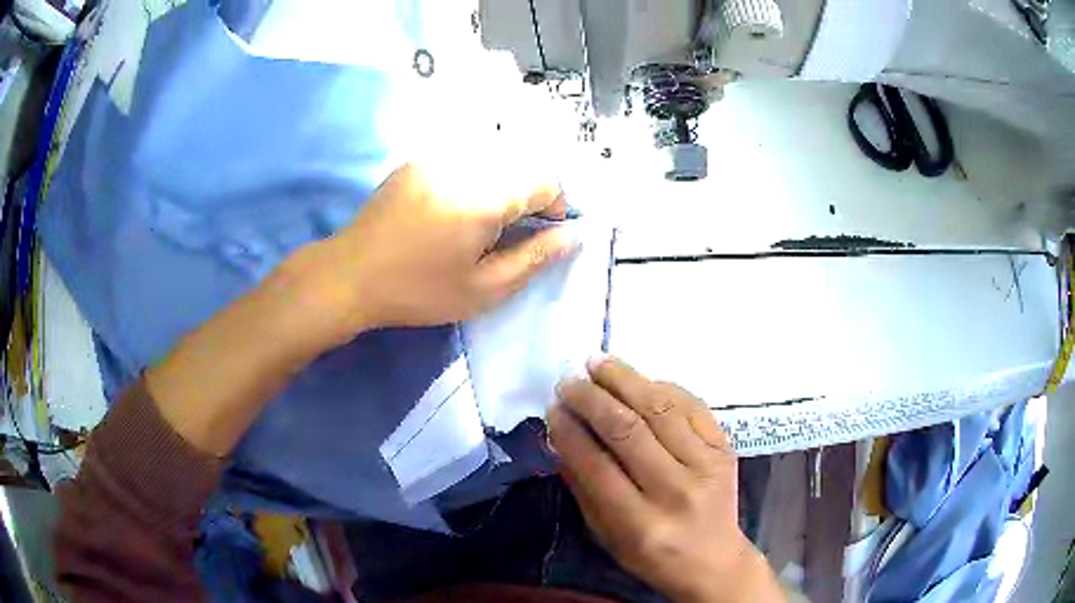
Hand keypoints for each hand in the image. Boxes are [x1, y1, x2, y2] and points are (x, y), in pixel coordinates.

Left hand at [308, 163, 578, 339]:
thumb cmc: (419, 290)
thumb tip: (574, 235)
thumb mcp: (484, 288)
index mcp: (484, 196)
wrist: (351, 275)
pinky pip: (465, 156)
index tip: (542, 232)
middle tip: (513, 229)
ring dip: (505, 182)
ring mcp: (437, 157)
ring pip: (495, 155)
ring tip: (486, 219)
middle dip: (531, 192)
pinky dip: (477, 175)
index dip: (556, 205)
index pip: (546, 179)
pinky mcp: (418, 159)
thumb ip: (536, 257)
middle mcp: (464, 163)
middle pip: (523, 161)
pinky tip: (457, 206)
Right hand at [547, 357, 784, 602]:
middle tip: (569, 382)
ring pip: (661, 409)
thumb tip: (560, 438)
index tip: (552, 409)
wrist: (715, 560)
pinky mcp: (726, 448)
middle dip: (592, 399)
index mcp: (641, 524)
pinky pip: (692, 405)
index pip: (597, 467)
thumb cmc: (652, 557)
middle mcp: (677, 491)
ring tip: (598, 363)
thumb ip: (583, 488)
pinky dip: (662, 387)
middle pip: (629, 430)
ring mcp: (707, 465)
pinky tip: (639, 379)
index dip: (570, 433)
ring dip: (625, 380)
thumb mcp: (607, 536)